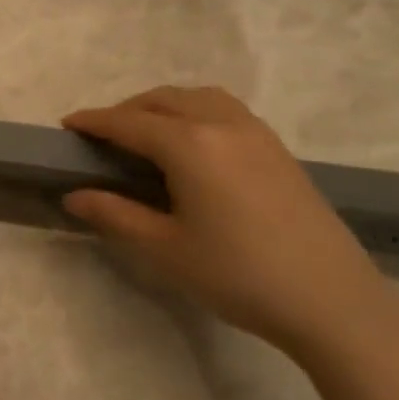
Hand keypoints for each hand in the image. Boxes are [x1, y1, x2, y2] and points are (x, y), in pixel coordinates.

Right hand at [62, 87, 398, 356]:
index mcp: (190, 145)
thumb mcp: (163, 248)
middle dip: (126, 110)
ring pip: (198, 98)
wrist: (332, 301)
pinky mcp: (278, 150)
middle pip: (163, 100)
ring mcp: (256, 134)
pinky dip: (194, 112)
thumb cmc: (237, 274)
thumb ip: (114, 215)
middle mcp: (222, 125)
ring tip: (144, 133)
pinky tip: (191, 144)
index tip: (66, 126)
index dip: (94, 122)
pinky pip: (225, 110)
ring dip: (163, 105)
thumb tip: (74, 196)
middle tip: (101, 136)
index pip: (128, 122)